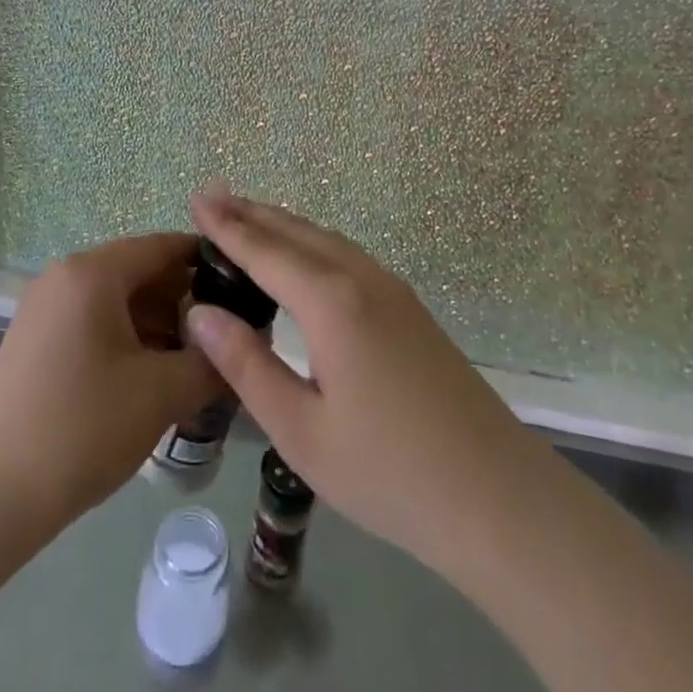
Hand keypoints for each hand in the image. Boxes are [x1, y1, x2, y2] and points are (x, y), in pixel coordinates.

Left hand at [0, 233, 220, 531]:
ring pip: (120, 301)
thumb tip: (250, 342)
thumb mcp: (161, 393)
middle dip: (188, 302)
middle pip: (142, 272)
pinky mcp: (36, 341)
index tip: (247, 288)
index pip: (165, 246)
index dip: (210, 263)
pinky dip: (130, 341)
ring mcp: (46, 308)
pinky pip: (96, 323)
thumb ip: (213, 360)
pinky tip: (155, 378)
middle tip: (227, 337)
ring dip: (161, 326)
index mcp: (94, 272)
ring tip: (198, 364)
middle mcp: (66, 276)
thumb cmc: (82, 427)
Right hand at [184, 183, 542, 573]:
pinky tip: (304, 259)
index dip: (227, 225)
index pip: (264, 250)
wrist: (496, 496)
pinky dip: (312, 243)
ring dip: (283, 225)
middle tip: (213, 196)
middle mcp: (360, 278)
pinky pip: (347, 255)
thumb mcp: (300, 430)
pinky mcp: (409, 308)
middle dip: (251, 212)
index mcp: (330, 302)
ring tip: (248, 218)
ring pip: (325, 239)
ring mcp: (392, 289)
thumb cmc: (388, 472)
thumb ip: (247, 364)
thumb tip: (200, 312)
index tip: (196, 197)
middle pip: (296, 232)